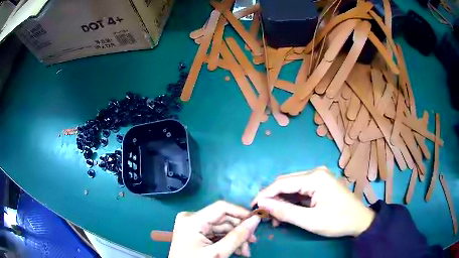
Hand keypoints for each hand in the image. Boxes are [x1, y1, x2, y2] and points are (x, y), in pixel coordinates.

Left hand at [169, 201, 260, 257]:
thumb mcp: (218, 253)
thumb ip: (237, 236)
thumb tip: (256, 219)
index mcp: (192, 220)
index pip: (221, 207)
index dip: (241, 212)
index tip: (257, 222)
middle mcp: (191, 217)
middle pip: (222, 219)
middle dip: (239, 231)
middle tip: (252, 243)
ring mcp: (191, 225)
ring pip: (221, 227)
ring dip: (235, 238)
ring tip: (245, 252)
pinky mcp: (194, 231)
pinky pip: (215, 233)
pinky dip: (226, 241)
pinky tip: (236, 250)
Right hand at [252, 167, 374, 236]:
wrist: (359, 220)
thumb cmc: (337, 221)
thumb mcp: (310, 220)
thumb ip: (285, 212)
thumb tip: (262, 203)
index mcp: (314, 177)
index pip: (282, 183)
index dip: (265, 194)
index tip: (253, 206)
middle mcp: (315, 172)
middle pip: (286, 182)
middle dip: (273, 198)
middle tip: (264, 214)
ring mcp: (319, 177)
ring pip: (292, 187)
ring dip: (282, 201)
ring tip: (275, 217)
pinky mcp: (320, 184)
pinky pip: (300, 190)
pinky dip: (291, 201)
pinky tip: (288, 212)